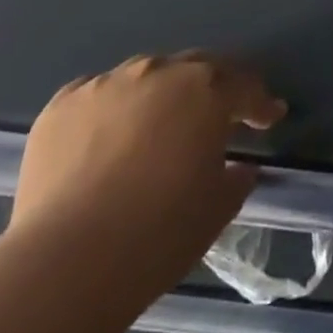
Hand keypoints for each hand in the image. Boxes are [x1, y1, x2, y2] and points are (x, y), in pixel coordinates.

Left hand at [10, 52, 286, 282]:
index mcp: (207, 89)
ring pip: (145, 76)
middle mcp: (160, 71)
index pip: (245, 87)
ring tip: (156, 126)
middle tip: (218, 114)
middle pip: (196, 68)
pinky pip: (98, 96)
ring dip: (159, 96)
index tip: (270, 118)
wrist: (64, 264)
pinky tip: (105, 139)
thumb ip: (236, 177)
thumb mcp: (217, 209)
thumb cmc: (158, 234)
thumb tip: (238, 166)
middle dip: (212, 88)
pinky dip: (110, 111)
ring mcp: (107, 83)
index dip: (261, 104)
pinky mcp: (62, 104)